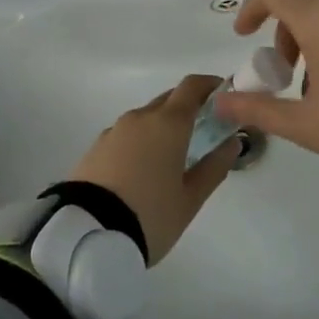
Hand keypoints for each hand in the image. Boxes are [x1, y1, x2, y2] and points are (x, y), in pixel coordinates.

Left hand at [66, 75, 239, 264]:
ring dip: (162, 127)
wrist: (86, 233)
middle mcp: (140, 118)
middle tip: (204, 130)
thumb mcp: (190, 198)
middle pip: (168, 100)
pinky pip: (126, 135)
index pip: (191, 87)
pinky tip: (143, 169)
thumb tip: (232, 142)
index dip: (209, 85)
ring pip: (145, 118)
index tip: (223, 95)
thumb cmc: (150, 215)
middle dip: (188, 108)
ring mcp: (114, 131)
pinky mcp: (95, 148)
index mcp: (168, 124)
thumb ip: (214, 167)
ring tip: (173, 156)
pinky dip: (141, 142)